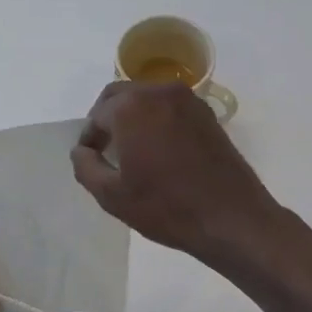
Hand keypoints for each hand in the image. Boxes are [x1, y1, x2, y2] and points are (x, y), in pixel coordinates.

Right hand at [70, 81, 281, 263]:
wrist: (231, 218)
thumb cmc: (166, 208)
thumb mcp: (112, 196)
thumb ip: (86, 167)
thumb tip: (81, 151)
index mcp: (131, 108)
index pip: (97, 115)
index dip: (89, 138)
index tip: (89, 159)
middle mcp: (159, 92)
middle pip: (120, 95)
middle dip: (107, 118)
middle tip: (104, 149)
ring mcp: (188, 100)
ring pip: (146, 97)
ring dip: (132, 116)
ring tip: (131, 149)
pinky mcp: (207, 113)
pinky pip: (170, 107)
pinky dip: (156, 119)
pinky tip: (158, 149)